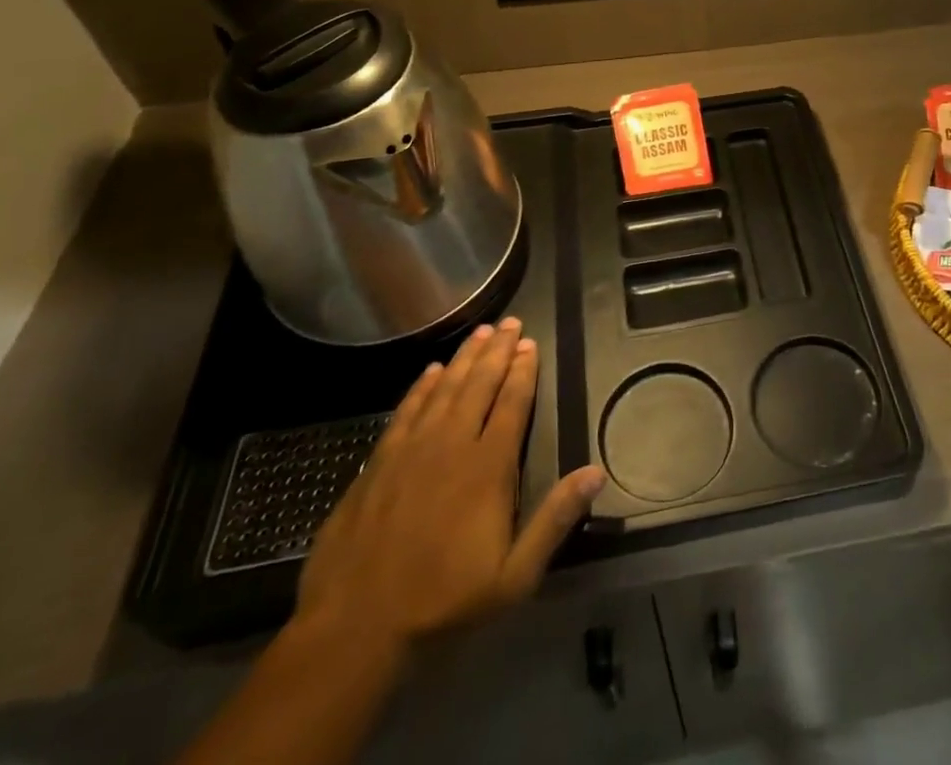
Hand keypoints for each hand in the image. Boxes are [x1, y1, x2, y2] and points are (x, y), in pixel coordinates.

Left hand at [293, 318, 605, 649]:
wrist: (354, 628)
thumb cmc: (442, 602)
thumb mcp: (513, 577)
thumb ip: (555, 520)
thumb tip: (596, 473)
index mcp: (488, 467)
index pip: (512, 404)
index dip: (523, 371)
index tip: (531, 344)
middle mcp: (452, 445)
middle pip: (480, 385)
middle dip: (498, 351)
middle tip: (510, 322)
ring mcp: (412, 450)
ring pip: (445, 389)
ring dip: (465, 358)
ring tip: (480, 332)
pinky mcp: (379, 462)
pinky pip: (407, 409)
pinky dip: (422, 386)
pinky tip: (432, 371)